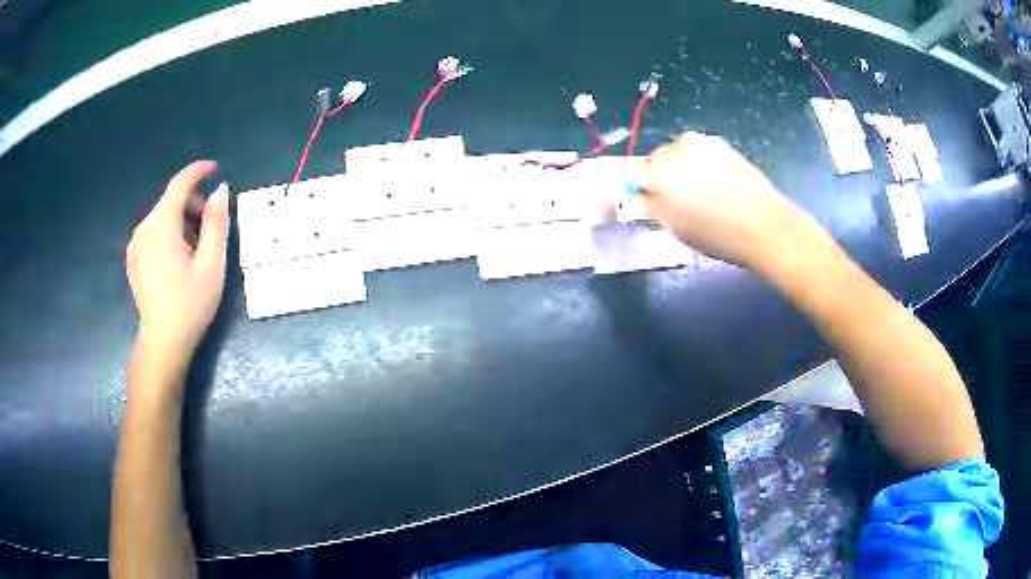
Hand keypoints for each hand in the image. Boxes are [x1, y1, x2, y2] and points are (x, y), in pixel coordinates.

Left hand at [126, 161, 228, 360]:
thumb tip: (220, 191)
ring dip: (182, 221)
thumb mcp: (212, 264)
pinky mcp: (134, 258)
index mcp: (161, 226)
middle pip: (170, 201)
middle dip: (193, 204)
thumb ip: (216, 223)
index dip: (198, 171)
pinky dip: (169, 234)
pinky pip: (154, 232)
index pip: (179, 184)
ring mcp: (135, 244)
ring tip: (196, 250)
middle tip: (211, 228)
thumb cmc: (190, 305)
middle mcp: (144, 228)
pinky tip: (179, 259)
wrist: (163, 343)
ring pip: (162, 217)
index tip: (215, 168)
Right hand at [633, 132, 811, 268]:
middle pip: (657, 158)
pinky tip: (719, 186)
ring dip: (683, 167)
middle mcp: (675, 147)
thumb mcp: (674, 227)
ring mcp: (702, 142)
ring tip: (703, 193)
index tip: (651, 202)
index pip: (633, 172)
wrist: (763, 224)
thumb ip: (651, 205)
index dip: (640, 187)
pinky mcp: (722, 144)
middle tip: (679, 201)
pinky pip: (701, 153)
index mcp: (657, 170)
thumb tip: (644, 193)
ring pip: (680, 153)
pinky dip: (703, 164)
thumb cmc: (715, 233)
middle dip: (662, 175)